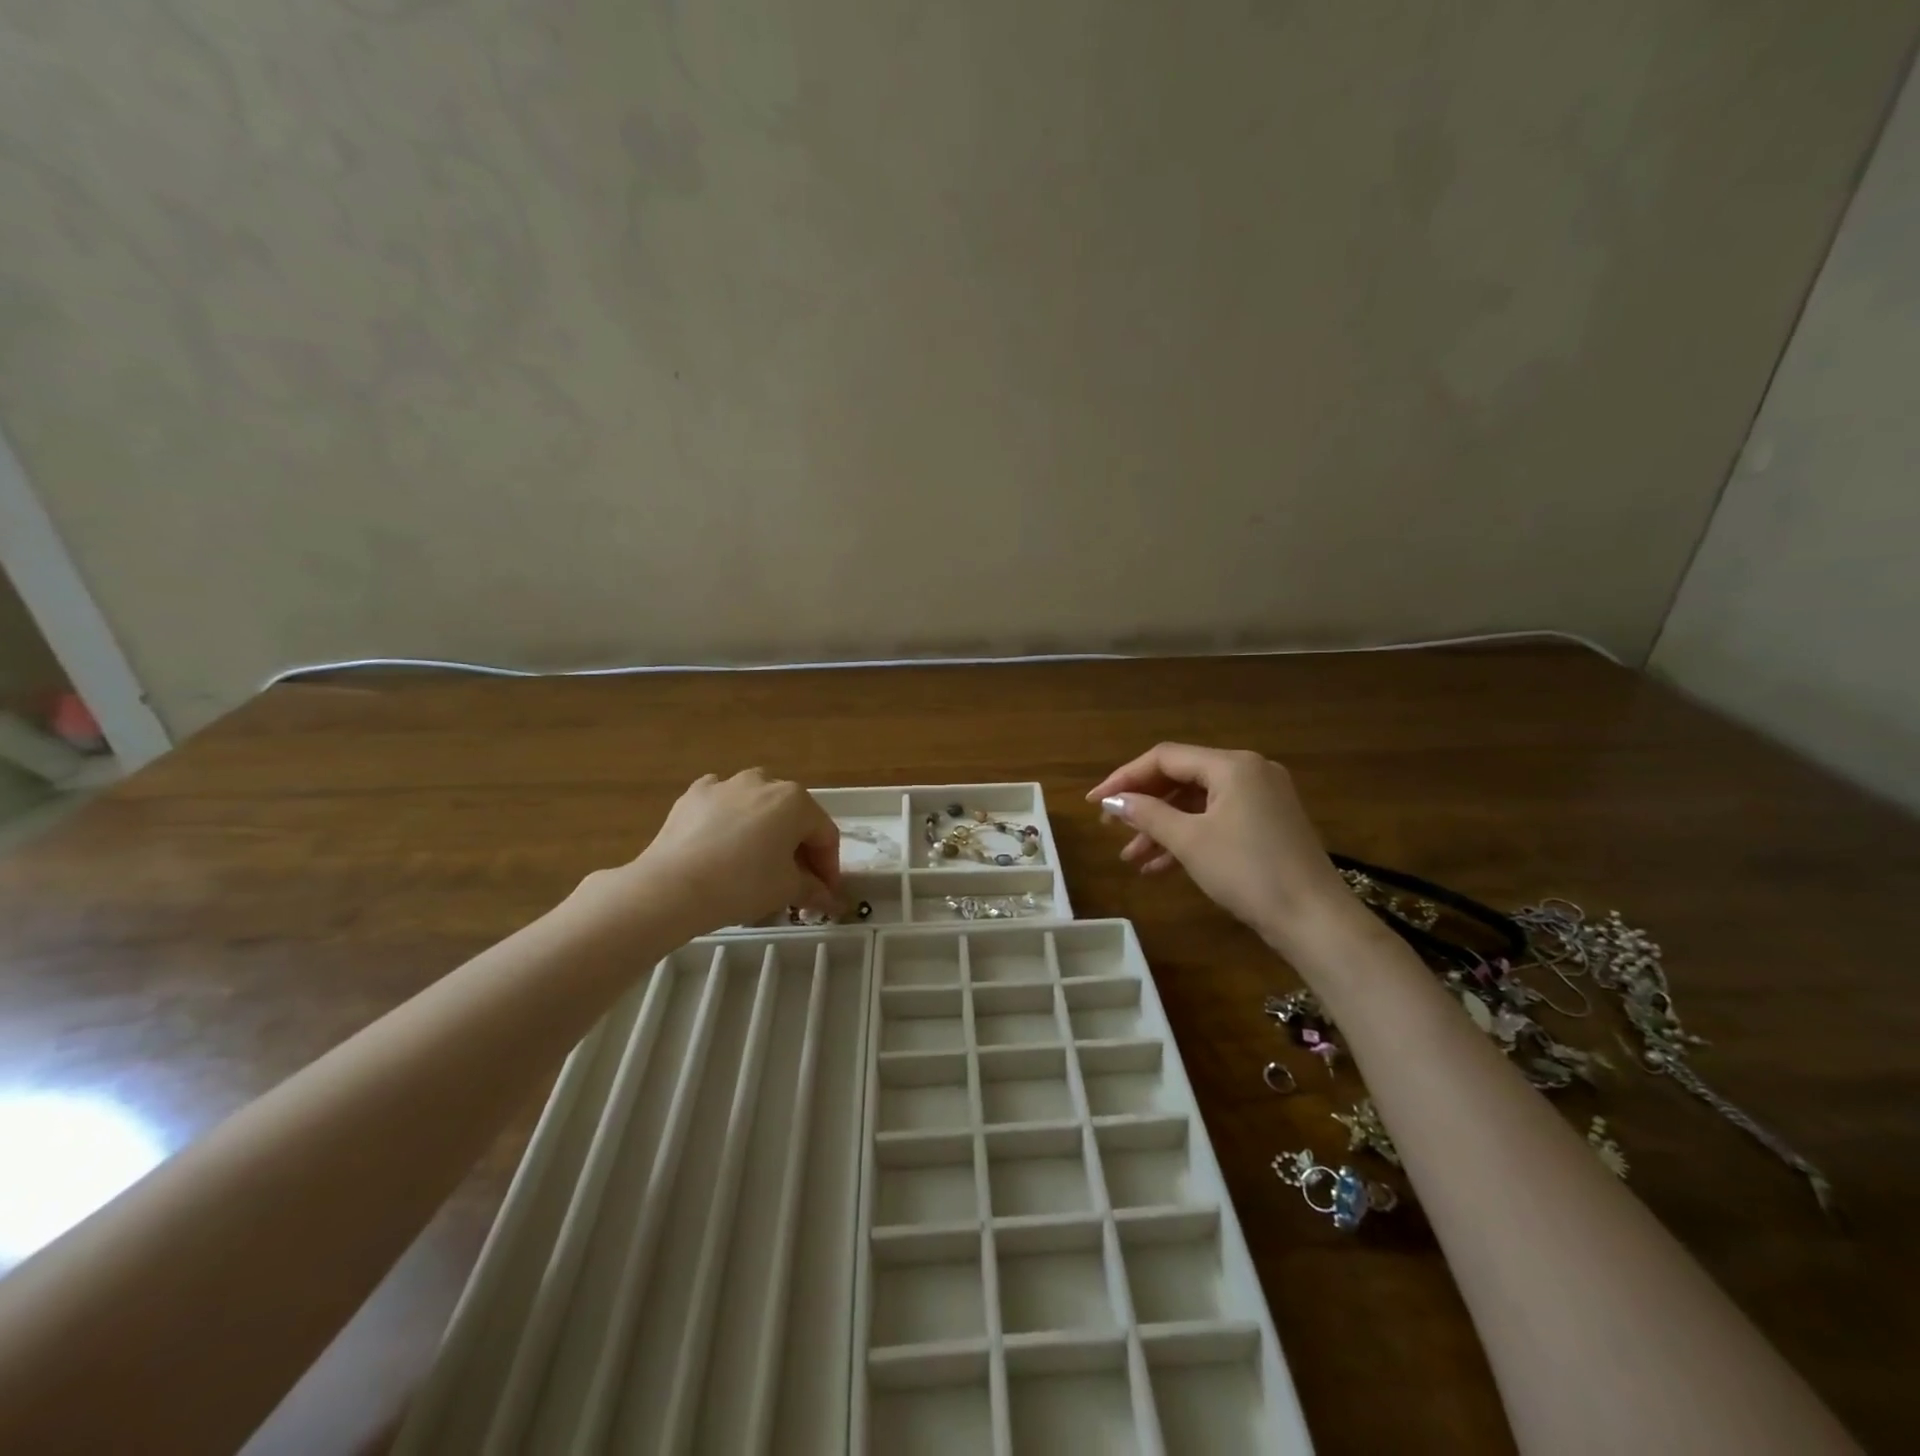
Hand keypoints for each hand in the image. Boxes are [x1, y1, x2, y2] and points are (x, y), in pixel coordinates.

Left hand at [587, 770, 842, 937]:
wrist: (672, 887)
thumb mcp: (786, 890)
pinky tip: (723, 844)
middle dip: (798, 849)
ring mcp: (726, 784)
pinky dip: (729, 820)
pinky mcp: (694, 794)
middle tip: (795, 882)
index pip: (825, 835)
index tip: (825, 893)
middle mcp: (765, 782)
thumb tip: (830, 899)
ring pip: (757, 806)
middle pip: (793, 818)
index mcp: (796, 801)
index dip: (829, 867)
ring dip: (765, 831)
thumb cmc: (742, 884)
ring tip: (757, 863)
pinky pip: (722, 804)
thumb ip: (813, 889)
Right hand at [1087, 744, 1355, 948]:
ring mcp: (1262, 798)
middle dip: (1144, 805)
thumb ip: (1147, 814)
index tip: (1094, 803)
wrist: (1315, 921)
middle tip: (1111, 828)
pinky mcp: (1268, 825)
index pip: (1165, 758)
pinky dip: (1188, 838)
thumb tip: (1113, 801)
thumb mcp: (1190, 841)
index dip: (1124, 778)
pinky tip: (1160, 867)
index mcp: (1232, 764)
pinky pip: (1216, 820)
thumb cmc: (1248, 872)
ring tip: (1131, 858)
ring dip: (1162, 828)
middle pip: (1181, 778)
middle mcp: (1249, 771)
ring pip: (1197, 804)